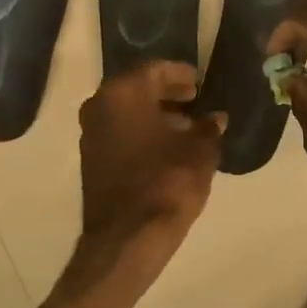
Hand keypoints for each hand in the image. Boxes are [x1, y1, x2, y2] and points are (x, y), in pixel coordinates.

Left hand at [76, 59, 225, 258]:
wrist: (128, 237)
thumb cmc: (167, 183)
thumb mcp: (200, 151)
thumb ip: (208, 128)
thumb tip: (215, 119)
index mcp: (122, 93)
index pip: (154, 70)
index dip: (179, 73)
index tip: (198, 81)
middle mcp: (99, 107)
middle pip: (136, 89)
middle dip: (166, 93)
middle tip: (194, 99)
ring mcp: (91, 135)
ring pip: (126, 113)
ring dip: (154, 115)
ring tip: (186, 127)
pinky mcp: (91, 161)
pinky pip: (120, 134)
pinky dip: (142, 134)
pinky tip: (167, 148)